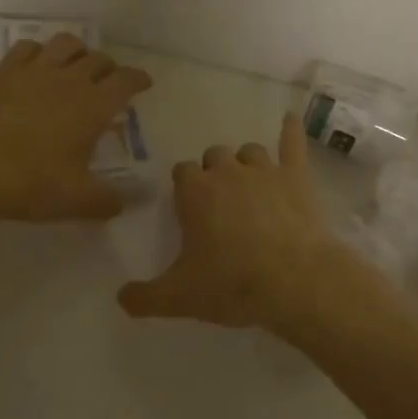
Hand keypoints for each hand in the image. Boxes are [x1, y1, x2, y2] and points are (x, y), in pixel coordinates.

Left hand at [0, 33, 151, 222]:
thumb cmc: (33, 183)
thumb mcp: (79, 200)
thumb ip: (108, 201)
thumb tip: (124, 204)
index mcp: (95, 106)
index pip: (127, 80)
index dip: (139, 79)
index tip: (144, 83)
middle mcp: (70, 80)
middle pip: (98, 59)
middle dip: (109, 68)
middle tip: (108, 83)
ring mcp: (34, 71)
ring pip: (66, 43)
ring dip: (78, 51)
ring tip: (75, 66)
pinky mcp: (3, 72)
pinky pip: (28, 48)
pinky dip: (40, 52)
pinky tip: (37, 66)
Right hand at [118, 113, 373, 334]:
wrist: (293, 281)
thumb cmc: (231, 284)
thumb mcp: (179, 298)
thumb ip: (144, 297)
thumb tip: (121, 298)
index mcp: (195, 192)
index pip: (182, 172)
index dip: (185, 187)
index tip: (190, 208)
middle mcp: (227, 171)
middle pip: (214, 156)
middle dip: (214, 172)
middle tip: (220, 202)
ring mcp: (265, 170)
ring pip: (250, 151)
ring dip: (246, 163)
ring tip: (249, 183)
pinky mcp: (296, 177)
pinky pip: (292, 143)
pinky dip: (291, 131)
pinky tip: (290, 120)